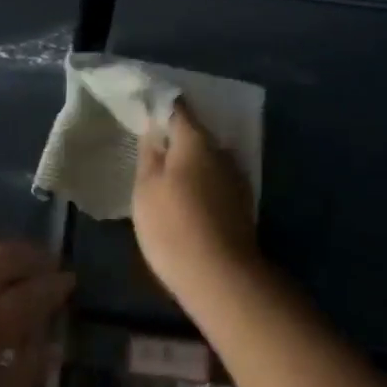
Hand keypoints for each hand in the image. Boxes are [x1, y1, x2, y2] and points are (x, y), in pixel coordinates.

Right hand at [132, 100, 260, 306]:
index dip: (159, 108)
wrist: (222, 278)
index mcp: (195, 140)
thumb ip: (149, 155)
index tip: (145, 114)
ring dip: (190, 164)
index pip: (177, 108)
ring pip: (207, 159)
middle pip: (194, 134)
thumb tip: (153, 132)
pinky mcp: (242, 205)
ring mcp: (235, 177)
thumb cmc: (174, 226)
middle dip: (175, 140)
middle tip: (152, 152)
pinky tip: (189, 202)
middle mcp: (220, 150)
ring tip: (169, 179)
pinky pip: (216, 182)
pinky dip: (202, 184)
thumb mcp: (146, 189)